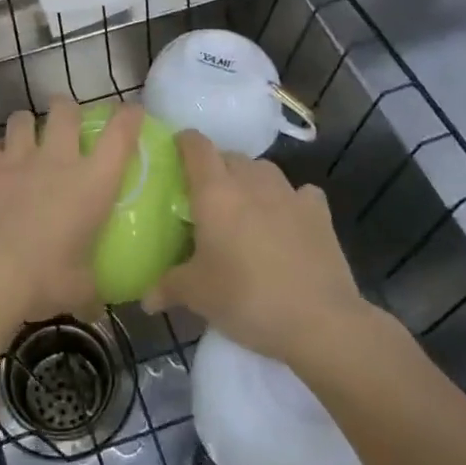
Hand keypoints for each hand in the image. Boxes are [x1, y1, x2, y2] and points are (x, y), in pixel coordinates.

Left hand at [0, 97, 143, 325]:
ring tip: (24, 140)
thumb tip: (96, 305)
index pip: (120, 134)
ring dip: (26, 127)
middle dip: (67, 110)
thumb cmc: (43, 279)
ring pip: (22, 120)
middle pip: (65, 111)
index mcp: (91, 183)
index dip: (128, 117)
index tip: (130, 112)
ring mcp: (14, 158)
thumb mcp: (78, 290)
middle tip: (66, 124)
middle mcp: (55, 159)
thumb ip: (90, 290)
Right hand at [145, 130, 380, 365]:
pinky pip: (300, 193)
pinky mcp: (319, 213)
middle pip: (229, 156)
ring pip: (264, 170)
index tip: (174, 153)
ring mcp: (289, 194)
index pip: (196, 145)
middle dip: (216, 168)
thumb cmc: (246, 298)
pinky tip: (288, 220)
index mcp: (215, 191)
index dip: (183, 143)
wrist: (319, 321)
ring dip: (251, 180)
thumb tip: (146, 299)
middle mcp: (251, 181)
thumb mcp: (197, 295)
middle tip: (206, 197)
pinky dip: (291, 200)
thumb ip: (167, 287)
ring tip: (245, 207)